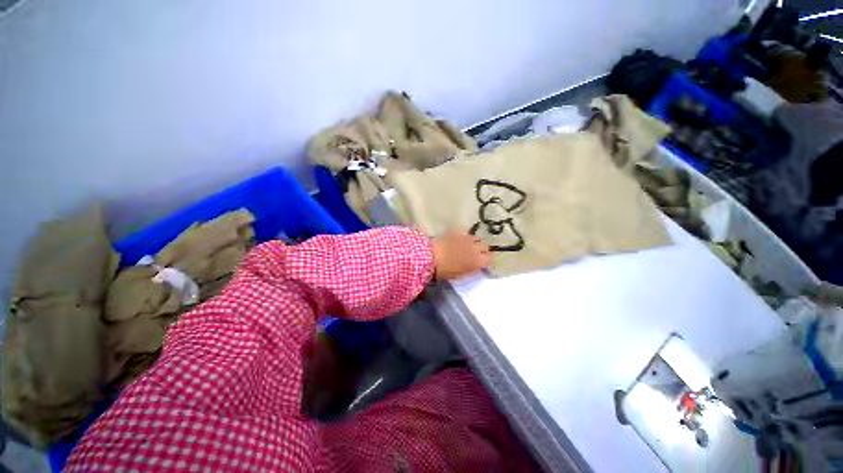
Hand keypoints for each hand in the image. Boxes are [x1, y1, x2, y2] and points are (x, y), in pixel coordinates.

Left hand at [431, 229, 490, 280]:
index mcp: (478, 261)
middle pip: (486, 244)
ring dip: (474, 241)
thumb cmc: (446, 271)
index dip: (487, 259)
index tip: (484, 261)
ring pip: (477, 237)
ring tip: (468, 244)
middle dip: (483, 247)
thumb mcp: (461, 275)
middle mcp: (476, 248)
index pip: (490, 259)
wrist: (433, 257)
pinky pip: (466, 232)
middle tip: (477, 251)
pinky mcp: (459, 232)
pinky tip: (460, 238)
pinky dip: (465, 235)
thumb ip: (471, 269)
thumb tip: (475, 266)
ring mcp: (468, 239)